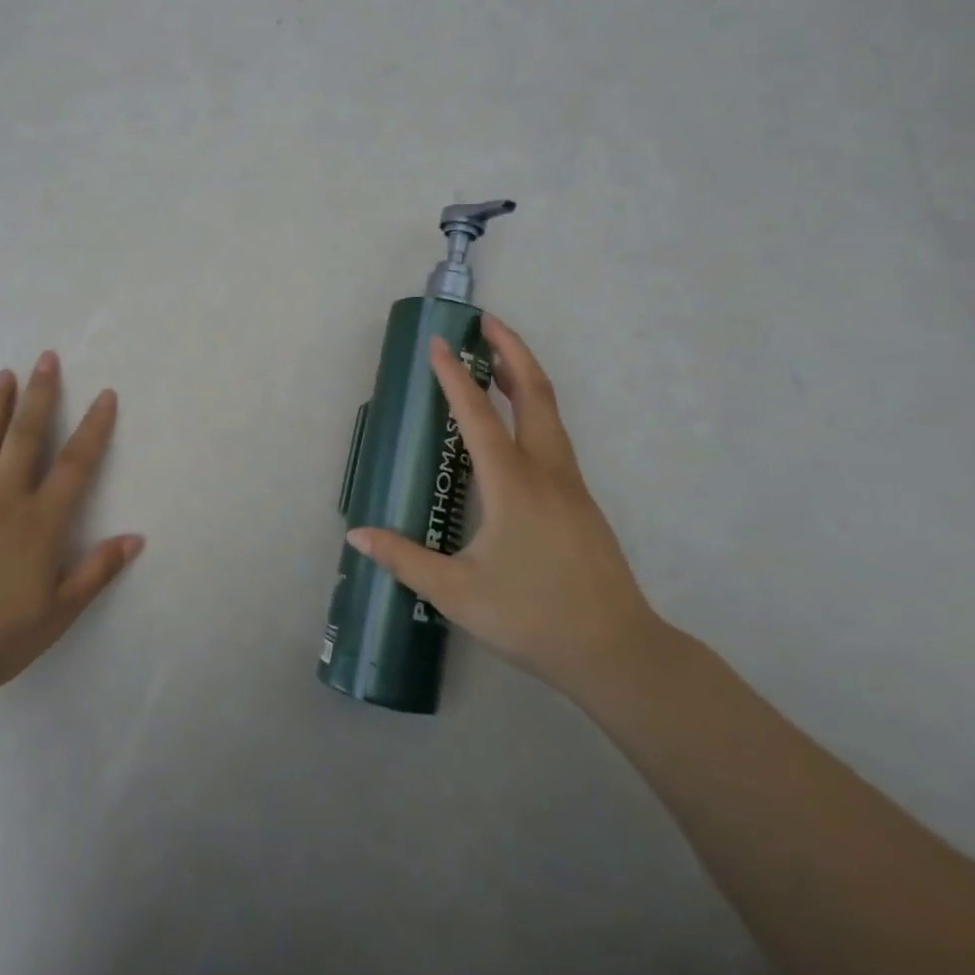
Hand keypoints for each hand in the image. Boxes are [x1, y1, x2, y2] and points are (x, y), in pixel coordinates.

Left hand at [0, 352, 142, 698]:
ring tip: (3, 375)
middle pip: (24, 438)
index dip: (94, 428)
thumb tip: (134, 537)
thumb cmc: (1, 636)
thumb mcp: (60, 611)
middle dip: (39, 395)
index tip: (105, 394)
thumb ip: (97, 570)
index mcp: (39, 522)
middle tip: (46, 358)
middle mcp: (3, 501)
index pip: (75, 464)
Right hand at [346, 316, 661, 699]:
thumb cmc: (533, 617)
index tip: (436, 342)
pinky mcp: (580, 500)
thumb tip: (357, 535)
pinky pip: (554, 435)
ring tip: (495, 359)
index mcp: (513, 483)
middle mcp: (546, 471)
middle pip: (534, 391)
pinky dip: (532, 408)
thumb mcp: (457, 593)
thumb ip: (405, 559)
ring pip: (549, 411)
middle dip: (510, 349)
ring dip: (523, 376)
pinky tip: (514, 426)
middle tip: (485, 322)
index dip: (452, 375)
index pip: (477, 414)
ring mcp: (570, 484)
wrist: (617, 652)